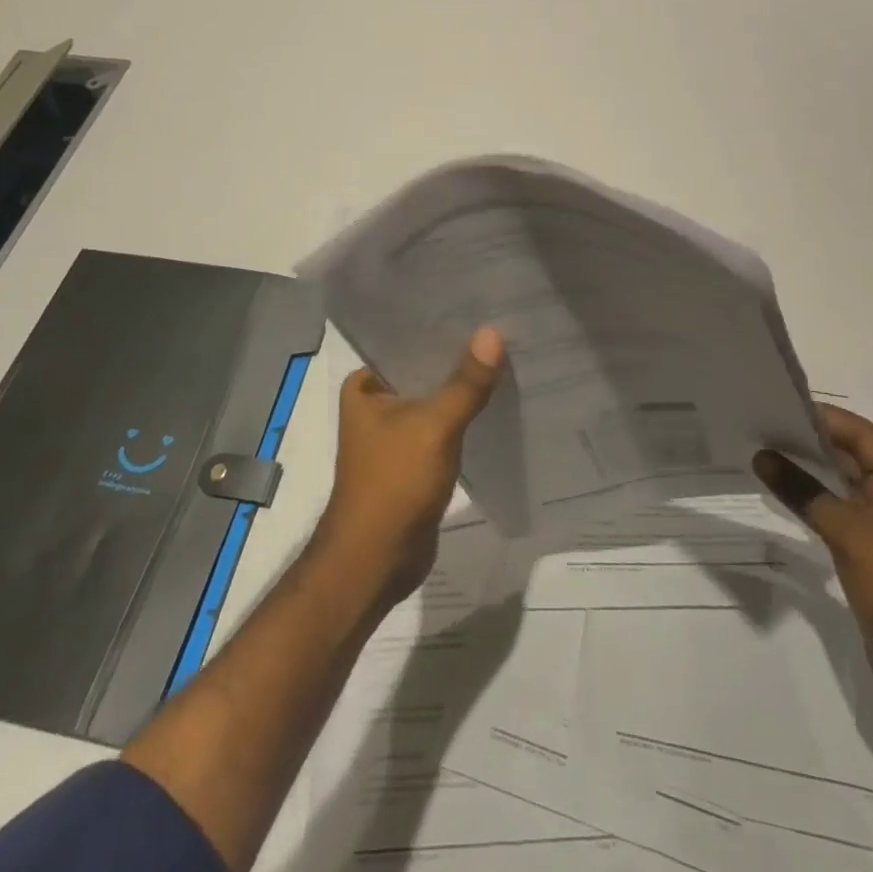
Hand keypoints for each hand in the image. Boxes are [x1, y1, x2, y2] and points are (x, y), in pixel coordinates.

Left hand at [314, 327, 504, 611]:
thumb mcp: (435, 426)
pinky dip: (465, 418)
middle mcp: (376, 404)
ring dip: (464, 389)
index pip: (408, 342)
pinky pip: (444, 427)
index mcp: (365, 385)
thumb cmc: (393, 484)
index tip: (483, 309)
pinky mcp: (413, 460)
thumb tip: (494, 332)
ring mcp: (394, 433)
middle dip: (460, 358)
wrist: (376, 562)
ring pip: (436, 400)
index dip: (444, 328)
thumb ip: (466, 382)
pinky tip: (497, 403)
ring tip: (507, 360)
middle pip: (425, 371)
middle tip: (504, 333)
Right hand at [753, 403, 872, 725]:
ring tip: (766, 455)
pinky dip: (814, 500)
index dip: (825, 418)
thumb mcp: (847, 531)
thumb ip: (803, 490)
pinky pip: (840, 512)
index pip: (863, 435)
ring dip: (809, 471)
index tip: (781, 406)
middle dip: (811, 442)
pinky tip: (784, 495)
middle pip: (853, 456)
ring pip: (843, 485)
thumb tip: (762, 457)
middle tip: (764, 428)